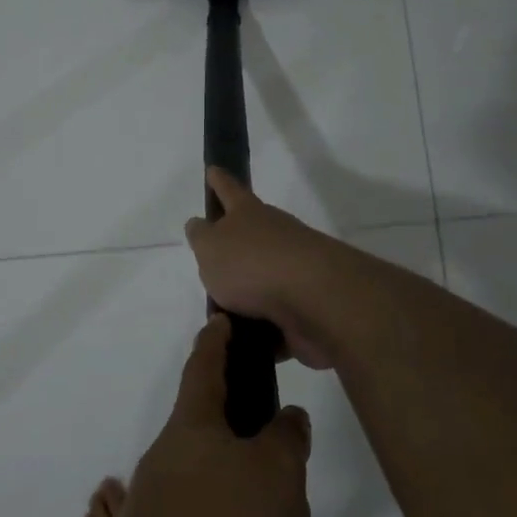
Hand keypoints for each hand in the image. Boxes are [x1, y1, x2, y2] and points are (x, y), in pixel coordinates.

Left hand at [111, 314, 312, 516]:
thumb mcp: (275, 473)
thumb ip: (286, 440)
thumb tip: (285, 419)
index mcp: (193, 430)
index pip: (204, 368)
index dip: (215, 342)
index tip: (220, 321)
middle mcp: (176, 468)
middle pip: (230, 456)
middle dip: (272, 480)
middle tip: (301, 494)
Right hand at [184, 167, 340, 369]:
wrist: (316, 301)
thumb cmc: (253, 265)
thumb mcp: (210, 247)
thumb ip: (201, 236)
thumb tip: (200, 225)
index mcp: (249, 215)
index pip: (229, 190)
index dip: (218, 181)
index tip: (212, 170)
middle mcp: (275, 237)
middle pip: (250, 239)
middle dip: (232, 251)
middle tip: (210, 266)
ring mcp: (294, 274)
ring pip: (262, 284)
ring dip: (244, 300)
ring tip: (219, 319)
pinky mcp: (305, 310)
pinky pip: (275, 322)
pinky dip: (260, 334)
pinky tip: (242, 347)